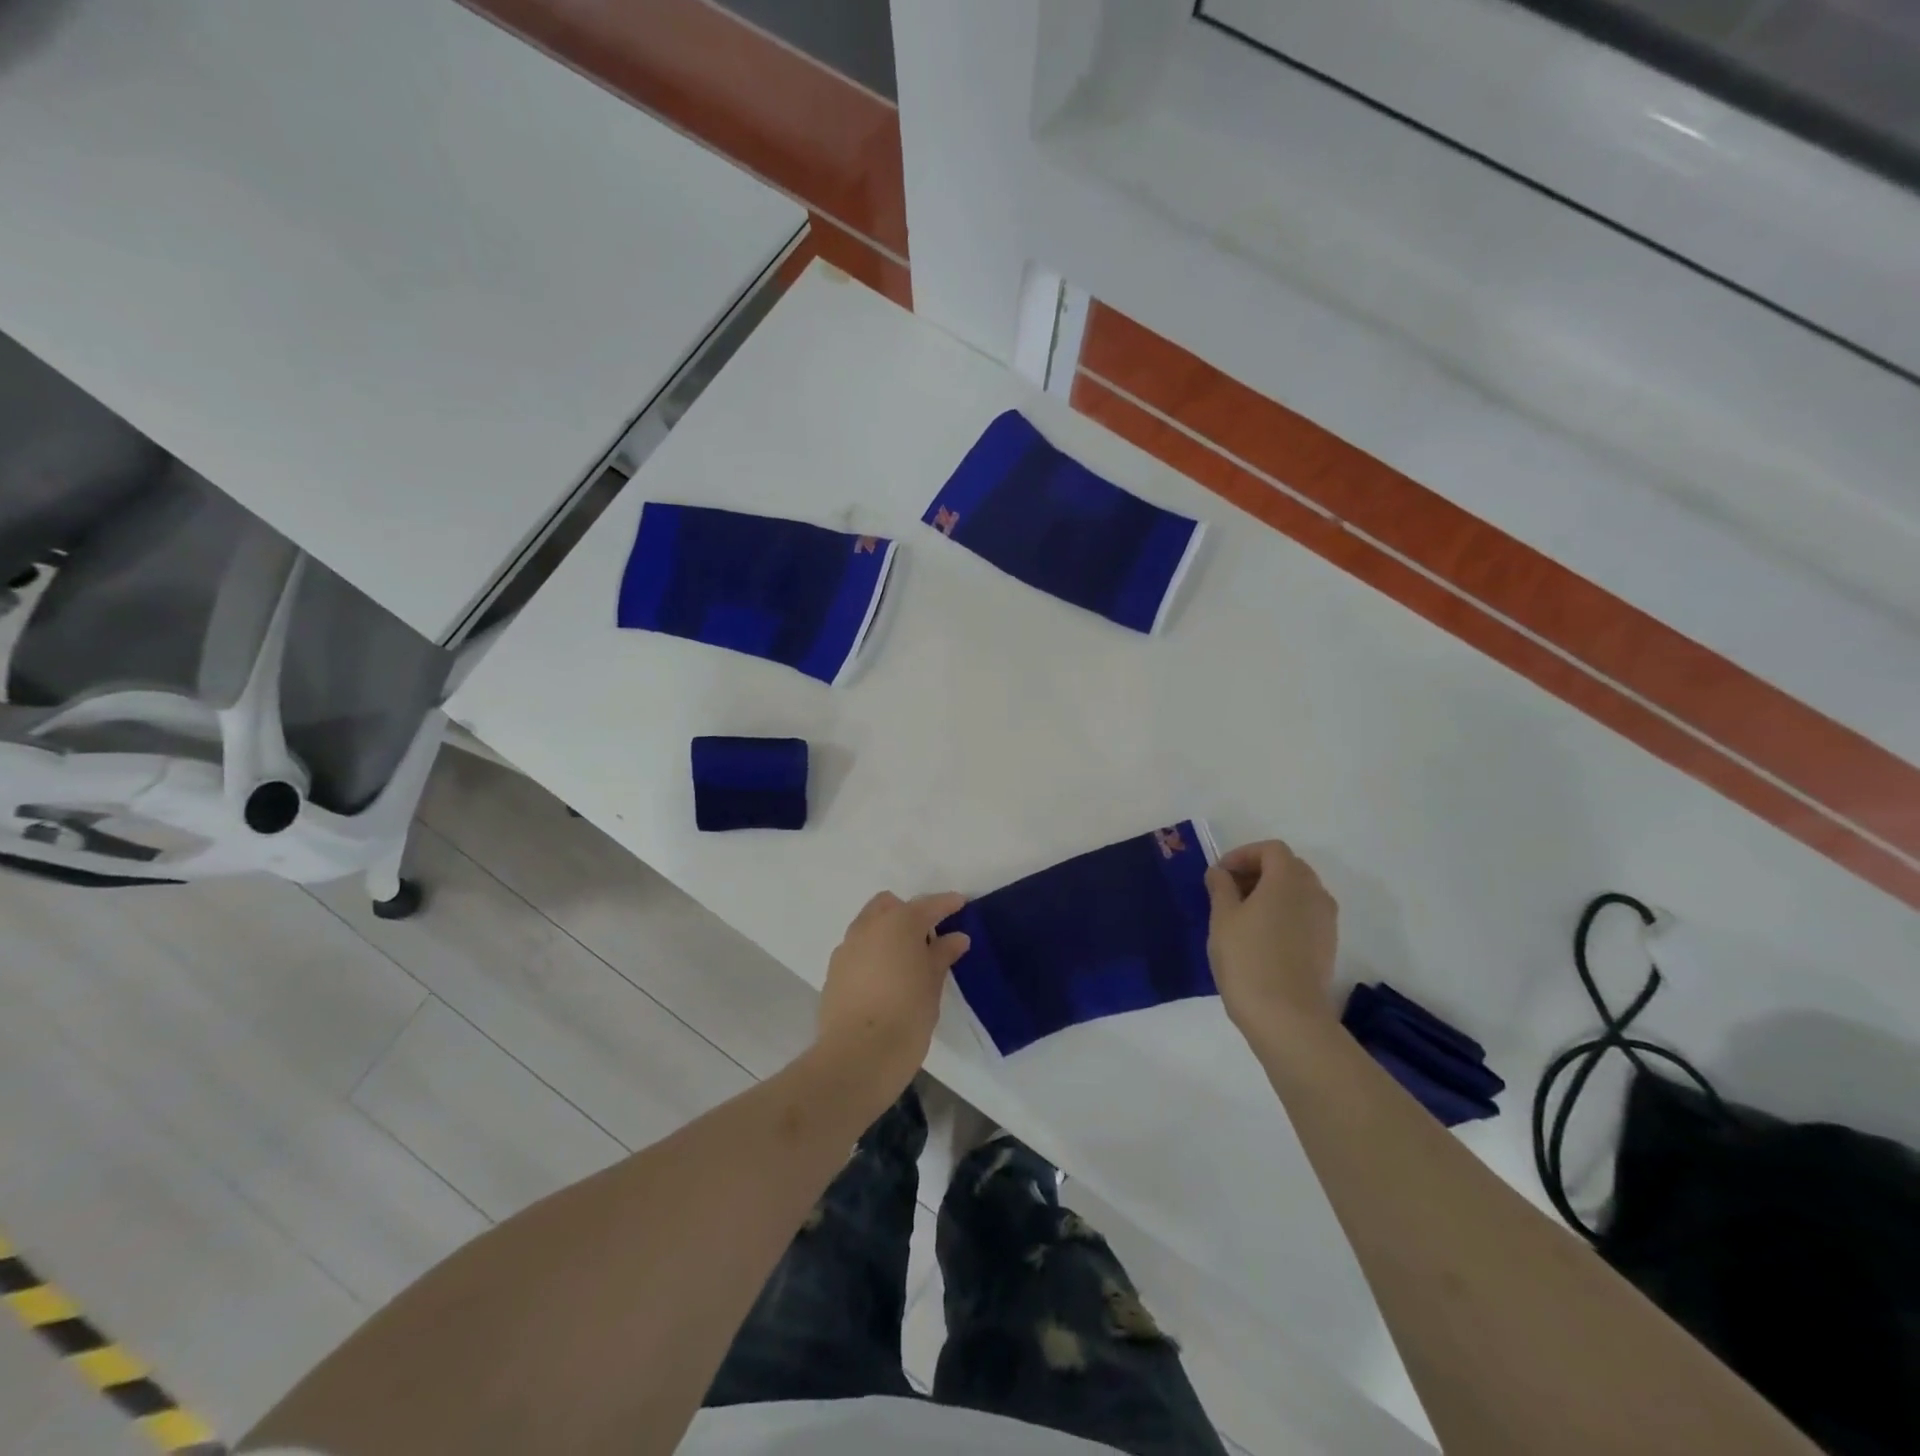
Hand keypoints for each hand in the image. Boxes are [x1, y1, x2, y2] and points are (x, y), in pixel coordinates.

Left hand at [815, 891, 970, 1103]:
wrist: (857, 1056)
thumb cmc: (907, 1015)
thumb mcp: (933, 984)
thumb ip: (942, 955)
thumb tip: (955, 938)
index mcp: (899, 923)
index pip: (927, 905)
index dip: (946, 904)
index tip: (960, 903)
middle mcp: (868, 927)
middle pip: (889, 905)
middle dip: (908, 913)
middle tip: (927, 937)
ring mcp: (847, 947)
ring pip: (869, 925)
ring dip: (887, 932)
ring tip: (905, 960)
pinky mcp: (833, 971)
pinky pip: (857, 949)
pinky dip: (872, 953)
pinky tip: (884, 978)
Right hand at [1204, 841, 1338, 1043]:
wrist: (1287, 1017)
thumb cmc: (1248, 959)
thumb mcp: (1222, 918)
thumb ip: (1220, 887)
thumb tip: (1220, 872)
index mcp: (1288, 879)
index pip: (1271, 849)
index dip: (1243, 854)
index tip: (1220, 874)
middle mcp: (1314, 893)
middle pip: (1288, 867)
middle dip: (1258, 871)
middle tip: (1229, 891)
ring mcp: (1326, 921)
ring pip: (1299, 892)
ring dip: (1272, 893)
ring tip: (1243, 915)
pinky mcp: (1328, 945)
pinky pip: (1305, 915)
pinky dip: (1285, 913)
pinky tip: (1261, 937)